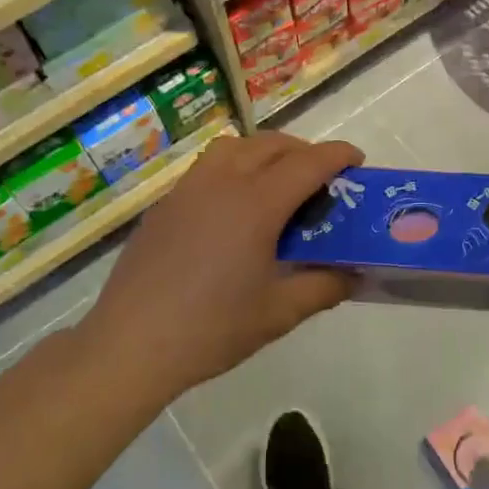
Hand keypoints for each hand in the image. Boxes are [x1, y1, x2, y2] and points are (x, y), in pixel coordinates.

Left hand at [79, 133, 363, 392]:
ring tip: (278, 182)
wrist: (132, 343)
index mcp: (256, 204)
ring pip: (235, 147)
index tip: (357, 160)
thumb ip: (323, 287)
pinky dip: (234, 167)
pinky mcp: (165, 205)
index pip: (307, 163)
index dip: (338, 156)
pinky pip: (208, 167)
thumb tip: (353, 274)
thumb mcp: (278, 313)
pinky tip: (234, 207)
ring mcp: (188, 189)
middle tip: (322, 178)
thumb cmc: (212, 329)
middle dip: (304, 151)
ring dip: (265, 152)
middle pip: (271, 145)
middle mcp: (222, 182)